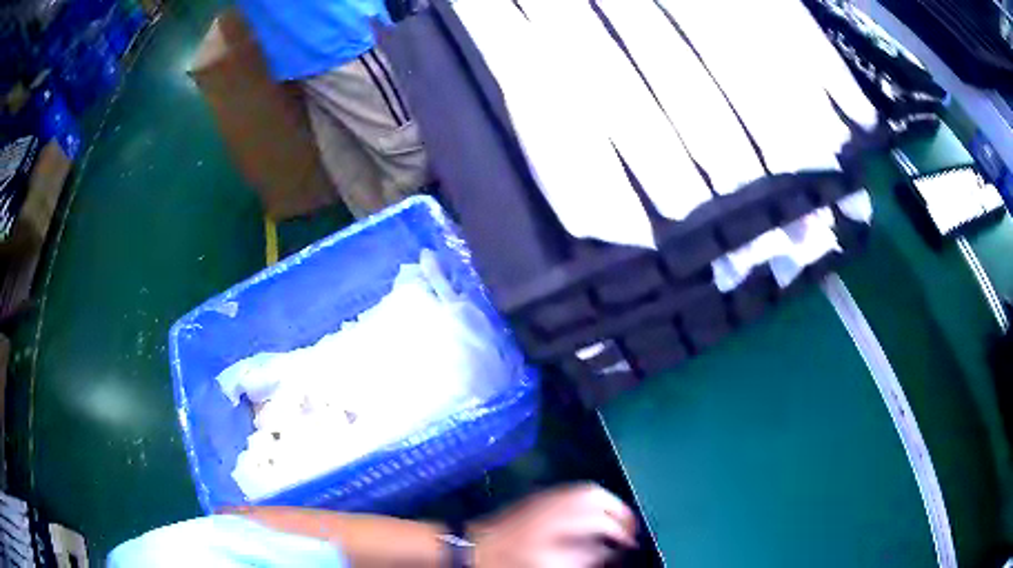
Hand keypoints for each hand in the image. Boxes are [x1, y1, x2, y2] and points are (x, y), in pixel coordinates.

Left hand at [469, 483, 637, 566]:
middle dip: (618, 510)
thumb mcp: (552, 564)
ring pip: (585, 489)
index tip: (630, 543)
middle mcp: (554, 503)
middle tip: (627, 529)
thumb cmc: (511, 561)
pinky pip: (572, 491)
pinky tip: (591, 515)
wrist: (474, 548)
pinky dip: (590, 499)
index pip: (600, 518)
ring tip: (614, 522)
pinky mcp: (538, 498)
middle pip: (596, 495)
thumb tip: (611, 548)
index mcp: (558, 522)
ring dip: (606, 502)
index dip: (622, 531)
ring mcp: (545, 497)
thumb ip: (585, 555)